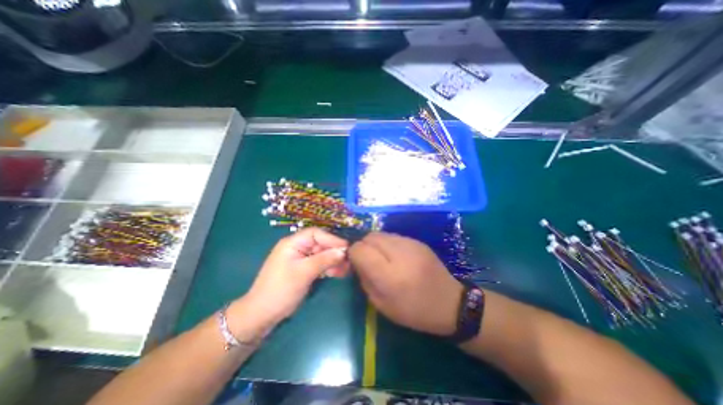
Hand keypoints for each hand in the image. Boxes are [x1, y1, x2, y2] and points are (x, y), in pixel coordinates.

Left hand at [229, 230, 346, 336]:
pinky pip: (319, 264)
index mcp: (293, 243)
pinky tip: (339, 273)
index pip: (316, 234)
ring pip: (321, 255)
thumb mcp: (304, 273)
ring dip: (334, 261)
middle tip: (349, 260)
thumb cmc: (281, 290)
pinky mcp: (303, 269)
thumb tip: (344, 251)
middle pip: (320, 244)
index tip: (346, 248)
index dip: (332, 239)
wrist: (262, 315)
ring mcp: (301, 259)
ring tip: (347, 268)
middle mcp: (297, 247)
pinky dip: (329, 268)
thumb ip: (324, 260)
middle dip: (334, 251)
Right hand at [349, 229, 462, 336]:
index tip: (355, 262)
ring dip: (375, 244)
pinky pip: (394, 236)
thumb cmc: (413, 311)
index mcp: (389, 276)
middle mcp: (400, 254)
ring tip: (381, 258)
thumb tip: (356, 260)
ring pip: (381, 234)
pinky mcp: (418, 241)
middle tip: (368, 260)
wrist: (450, 303)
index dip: (353, 254)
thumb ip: (364, 279)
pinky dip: (387, 243)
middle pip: (369, 237)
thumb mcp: (381, 304)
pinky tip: (395, 256)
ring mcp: (411, 244)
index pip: (360, 250)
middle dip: (363, 246)